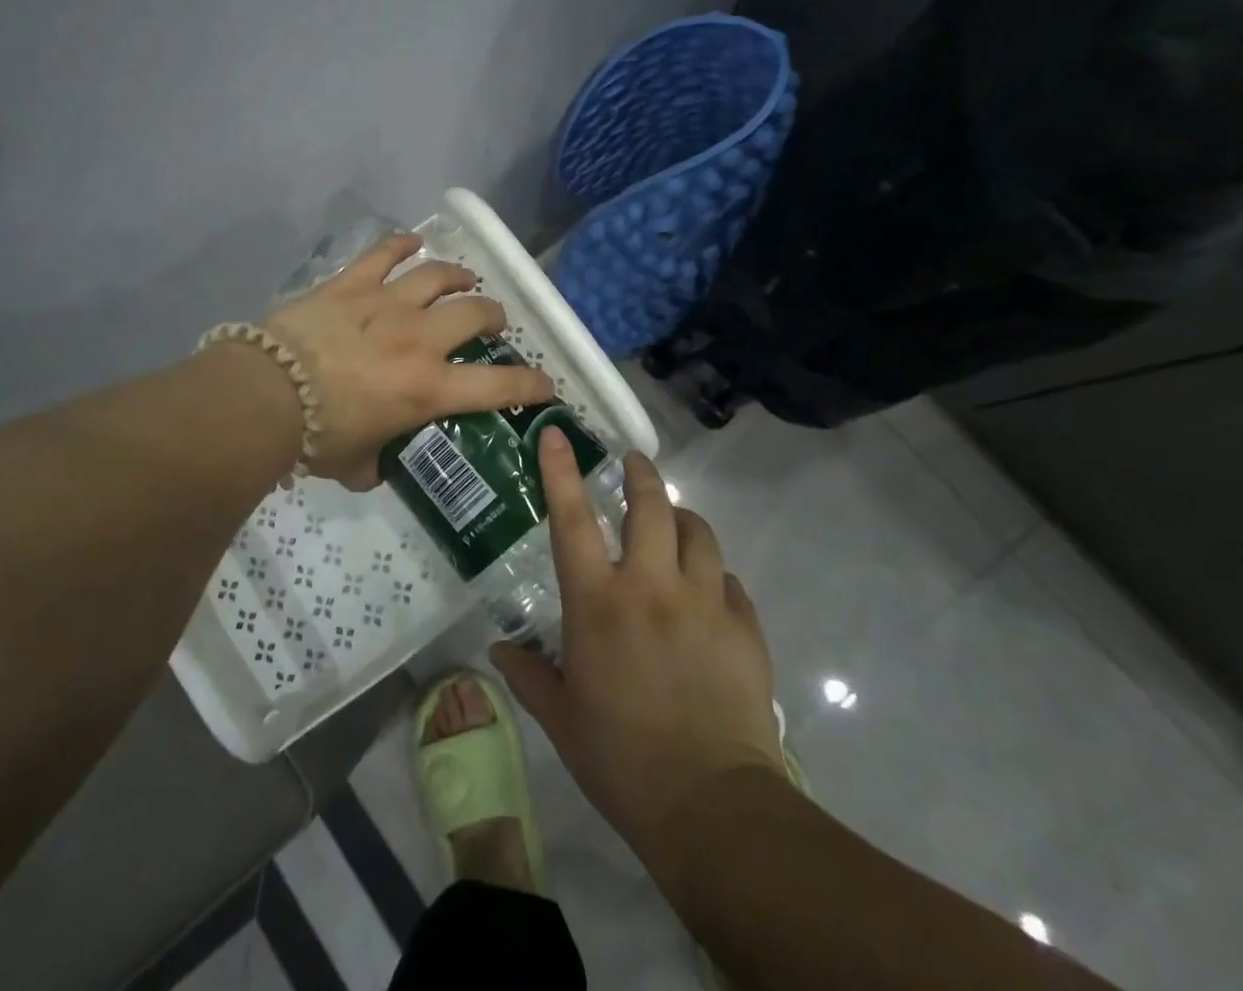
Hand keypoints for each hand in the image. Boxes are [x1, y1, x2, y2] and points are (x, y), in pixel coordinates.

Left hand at [263, 232, 553, 488]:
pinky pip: (384, 253)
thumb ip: (379, 464)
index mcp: (428, 388)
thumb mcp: (357, 466)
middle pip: (474, 313)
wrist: (265, 394)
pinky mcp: (351, 284)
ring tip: (464, 280)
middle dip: (493, 317)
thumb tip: (381, 463)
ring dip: (458, 277)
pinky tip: (412, 242)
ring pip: (437, 276)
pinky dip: (402, 244)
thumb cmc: (315, 438)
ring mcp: (386, 303)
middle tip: (492, 324)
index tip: (544, 384)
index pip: (498, 386)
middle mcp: (419, 339)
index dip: (530, 384)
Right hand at [491, 432, 788, 875]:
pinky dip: (715, 576)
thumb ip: (528, 676)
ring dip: (683, 520)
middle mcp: (650, 587)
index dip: (561, 471)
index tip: (556, 433)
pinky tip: (710, 593)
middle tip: (635, 462)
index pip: (572, 520)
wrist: (712, 808)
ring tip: (675, 524)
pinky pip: (730, 582)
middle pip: (650, 507)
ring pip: (698, 534)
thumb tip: (498, 651)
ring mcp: (703, 603)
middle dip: (641, 475)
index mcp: (597, 603)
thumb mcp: (561, 719)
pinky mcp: (744, 628)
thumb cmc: (621, 760)